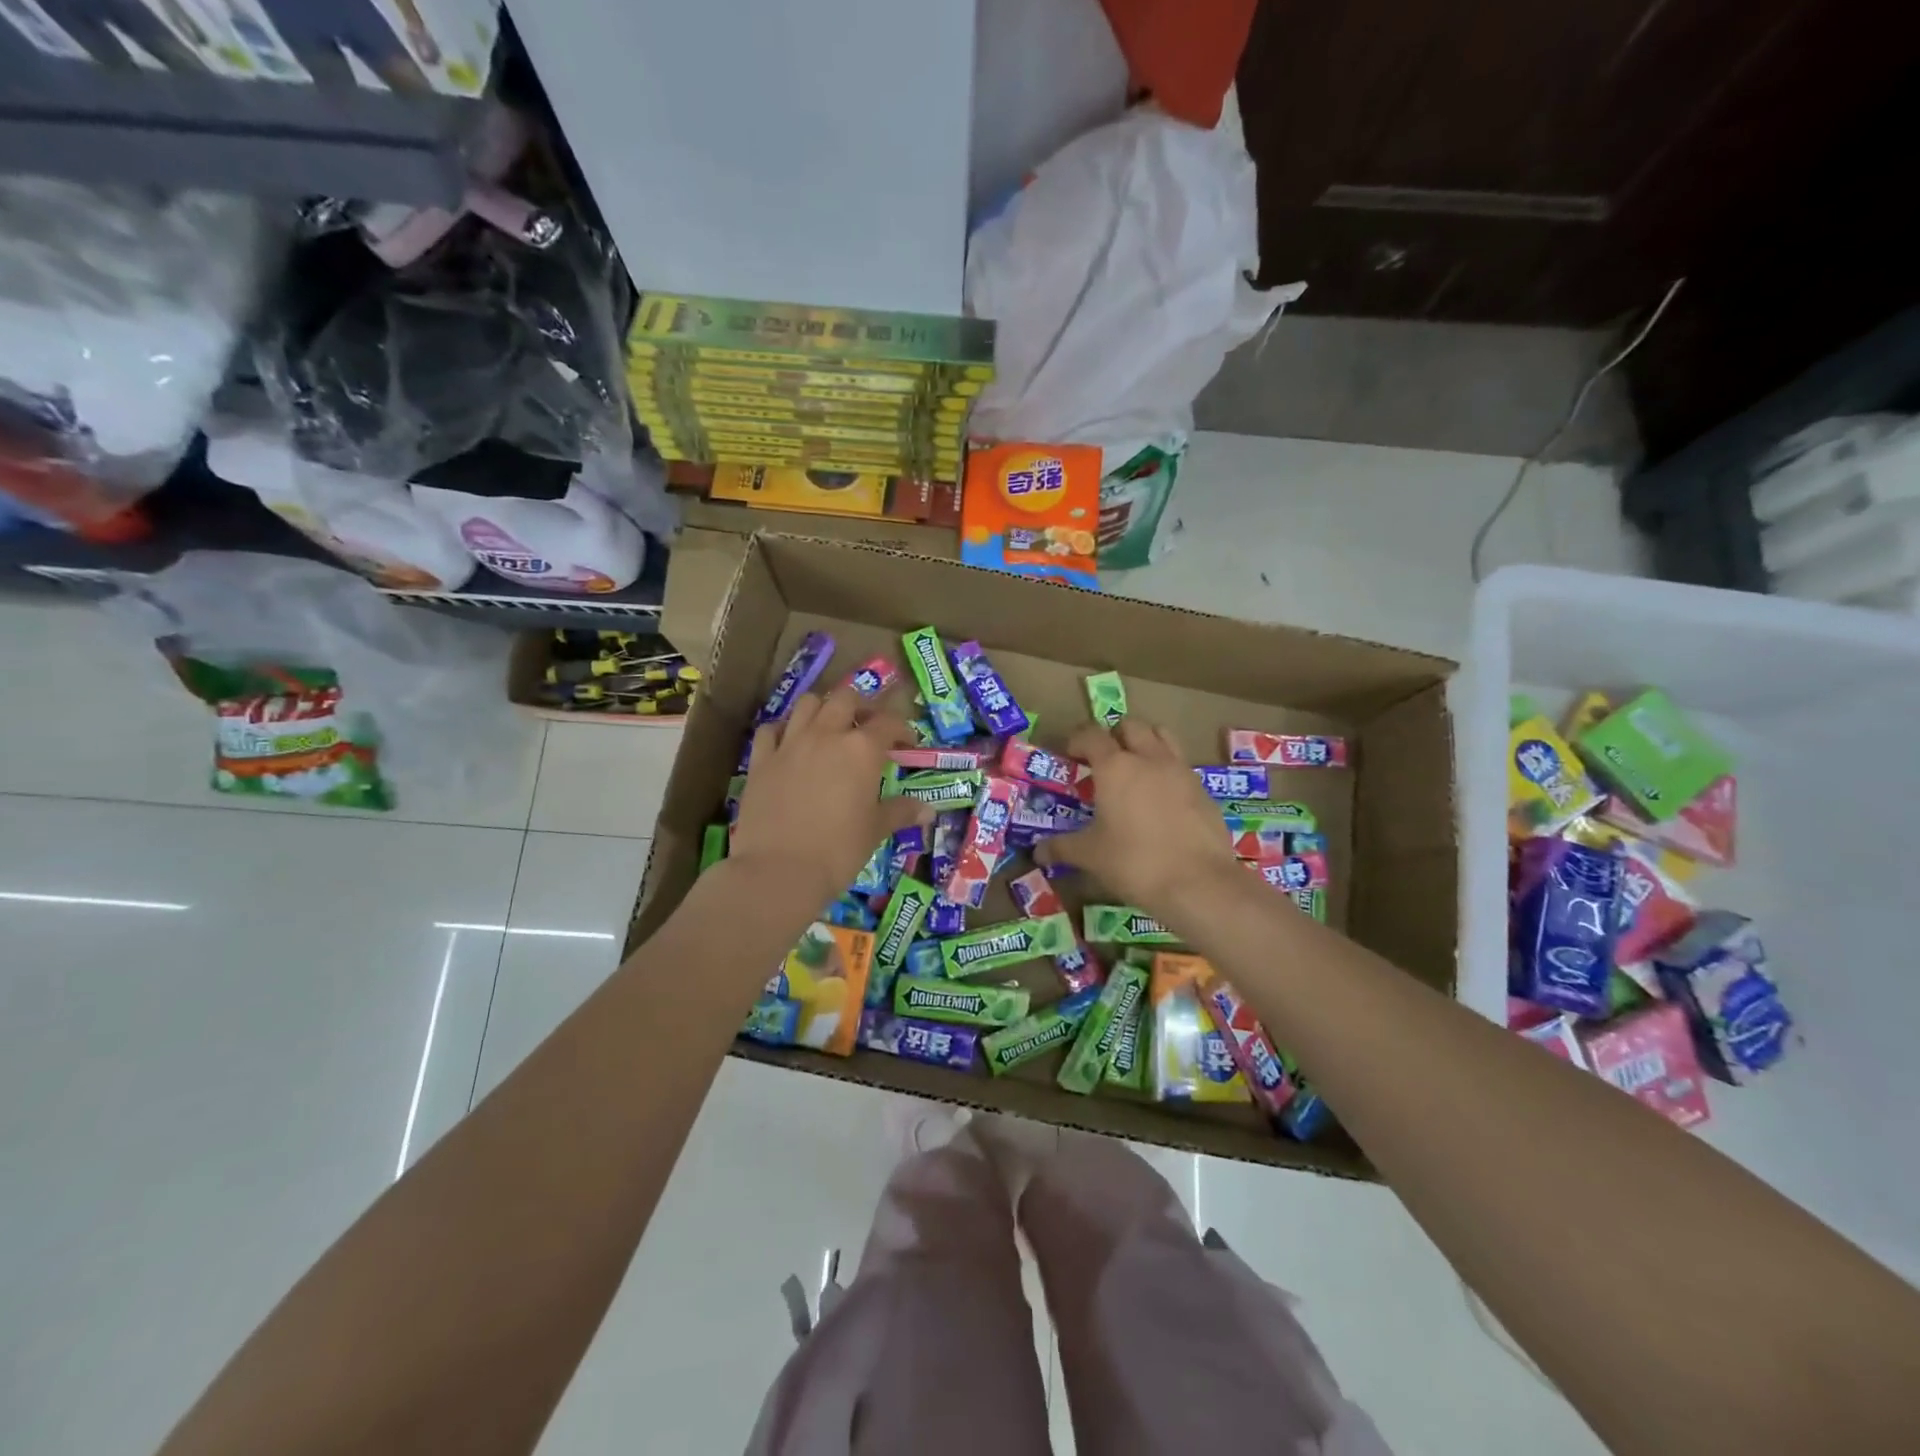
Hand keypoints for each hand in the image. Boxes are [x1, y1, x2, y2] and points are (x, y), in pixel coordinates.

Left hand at [730, 684, 931, 909]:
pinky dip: (783, 730)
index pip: (888, 723)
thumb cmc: (837, 851)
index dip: (901, 729)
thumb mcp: (875, 831)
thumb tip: (928, 811)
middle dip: (862, 706)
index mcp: (861, 750)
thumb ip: (900, 812)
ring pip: (808, 704)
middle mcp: (826, 735)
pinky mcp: (760, 760)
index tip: (907, 743)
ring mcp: (789, 744)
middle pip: (846, 698)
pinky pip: (771, 730)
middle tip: (868, 727)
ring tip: (830, 728)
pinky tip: (789, 744)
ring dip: (823, 708)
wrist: (778, 870)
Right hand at [1035, 720, 1239, 916]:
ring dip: (1146, 743)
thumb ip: (1062, 847)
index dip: (1077, 740)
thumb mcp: (1090, 856)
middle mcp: (1149, 758)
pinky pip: (1181, 766)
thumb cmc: (1135, 862)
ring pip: (1163, 737)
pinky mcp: (1203, 790)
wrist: (1199, 883)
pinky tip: (1161, 800)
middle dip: (1114, 735)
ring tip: (1135, 769)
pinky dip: (1167, 771)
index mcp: (1115, 767)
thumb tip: (1038, 851)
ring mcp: (1181, 771)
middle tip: (1103, 760)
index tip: (1069, 755)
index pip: (1091, 735)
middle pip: (1132, 726)